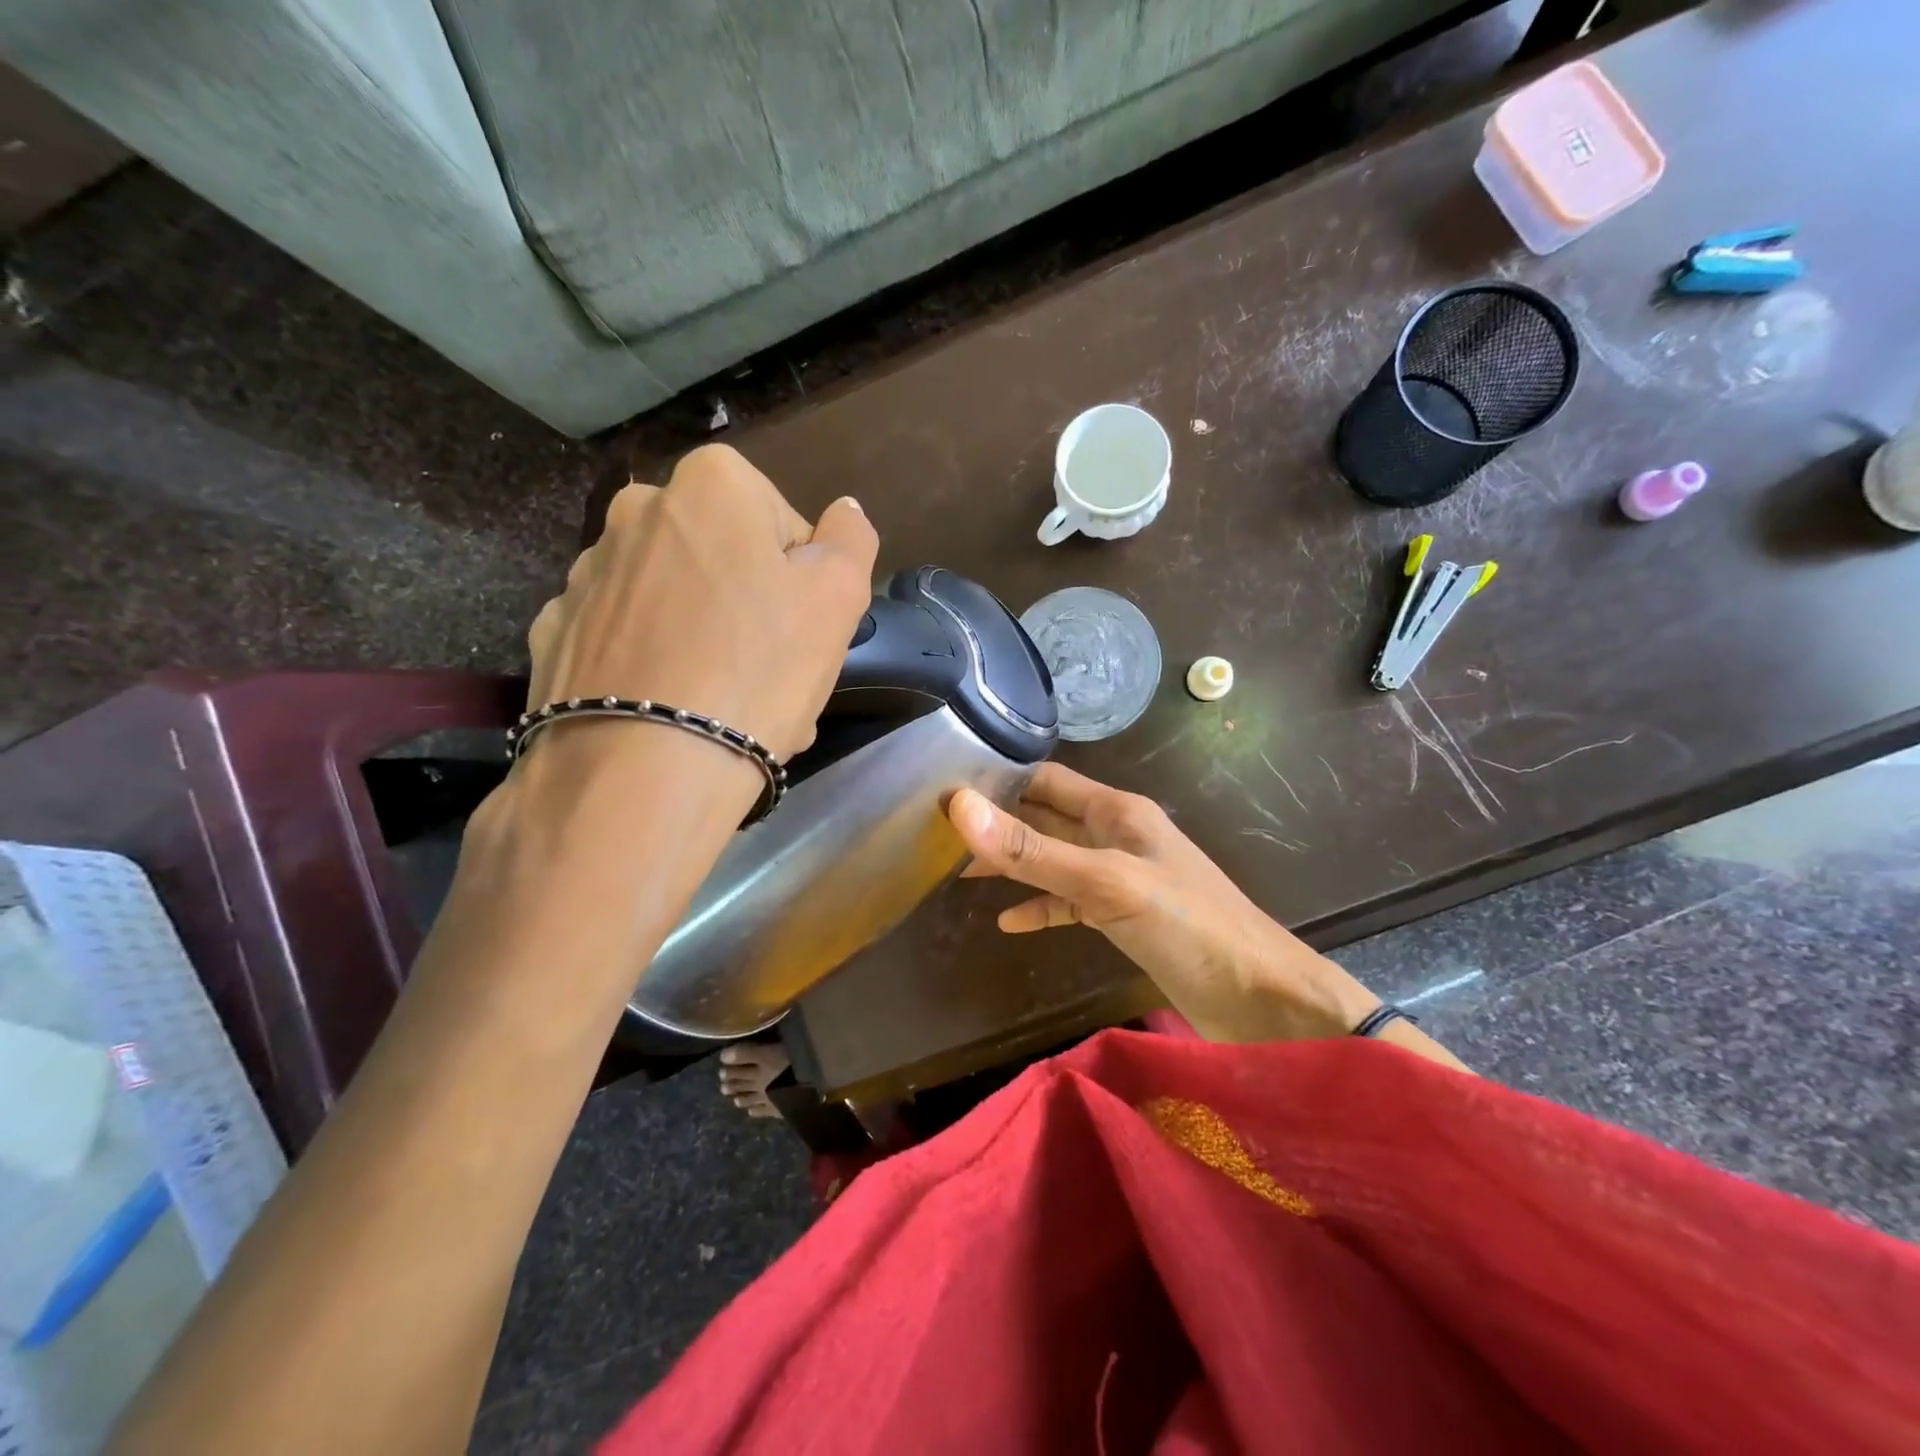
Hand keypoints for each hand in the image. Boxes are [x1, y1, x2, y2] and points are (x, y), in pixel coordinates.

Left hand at [526, 445, 877, 763]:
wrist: (645, 770)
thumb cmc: (759, 670)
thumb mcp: (839, 597)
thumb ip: (850, 538)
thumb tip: (844, 509)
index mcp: (711, 485)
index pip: (782, 521)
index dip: (801, 578)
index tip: (801, 628)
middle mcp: (638, 510)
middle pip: (722, 556)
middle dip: (749, 603)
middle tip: (769, 670)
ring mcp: (586, 571)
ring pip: (673, 597)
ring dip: (703, 635)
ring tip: (724, 702)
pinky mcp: (556, 630)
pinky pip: (626, 636)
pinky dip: (652, 661)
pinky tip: (671, 708)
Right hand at [948, 763, 1380, 1042]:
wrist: (1264, 1001)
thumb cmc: (1188, 926)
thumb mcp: (1105, 883)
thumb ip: (1032, 850)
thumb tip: (959, 807)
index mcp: (1117, 811)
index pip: (1046, 779)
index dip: (999, 781)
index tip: (946, 792)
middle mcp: (1117, 834)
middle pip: (1046, 818)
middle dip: (1000, 823)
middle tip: (939, 834)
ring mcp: (1122, 876)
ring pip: (1055, 860)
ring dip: (1014, 865)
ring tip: (961, 873)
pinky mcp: (1125, 916)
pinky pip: (1072, 902)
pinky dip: (1042, 907)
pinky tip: (1010, 922)